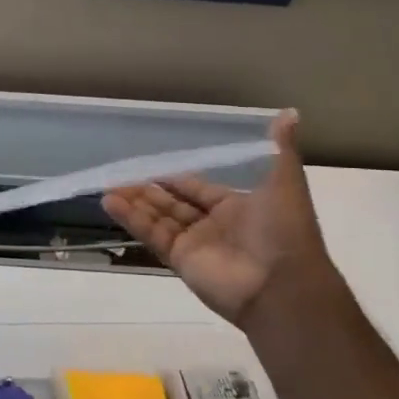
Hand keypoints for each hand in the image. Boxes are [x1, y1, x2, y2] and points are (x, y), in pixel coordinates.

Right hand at [102, 110, 333, 328]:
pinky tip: (112, 203)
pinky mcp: (179, 260)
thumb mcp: (285, 183)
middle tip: (120, 176)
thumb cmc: (283, 230)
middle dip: (148, 191)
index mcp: (236, 207)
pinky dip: (132, 219)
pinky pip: (152, 235)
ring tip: (108, 188)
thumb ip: (281, 149)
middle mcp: (213, 225)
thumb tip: (290, 113)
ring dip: (134, 203)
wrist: (282, 285)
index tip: (151, 167)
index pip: (198, 189)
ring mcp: (195, 244)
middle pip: (173, 204)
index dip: (175, 179)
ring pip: (158, 218)